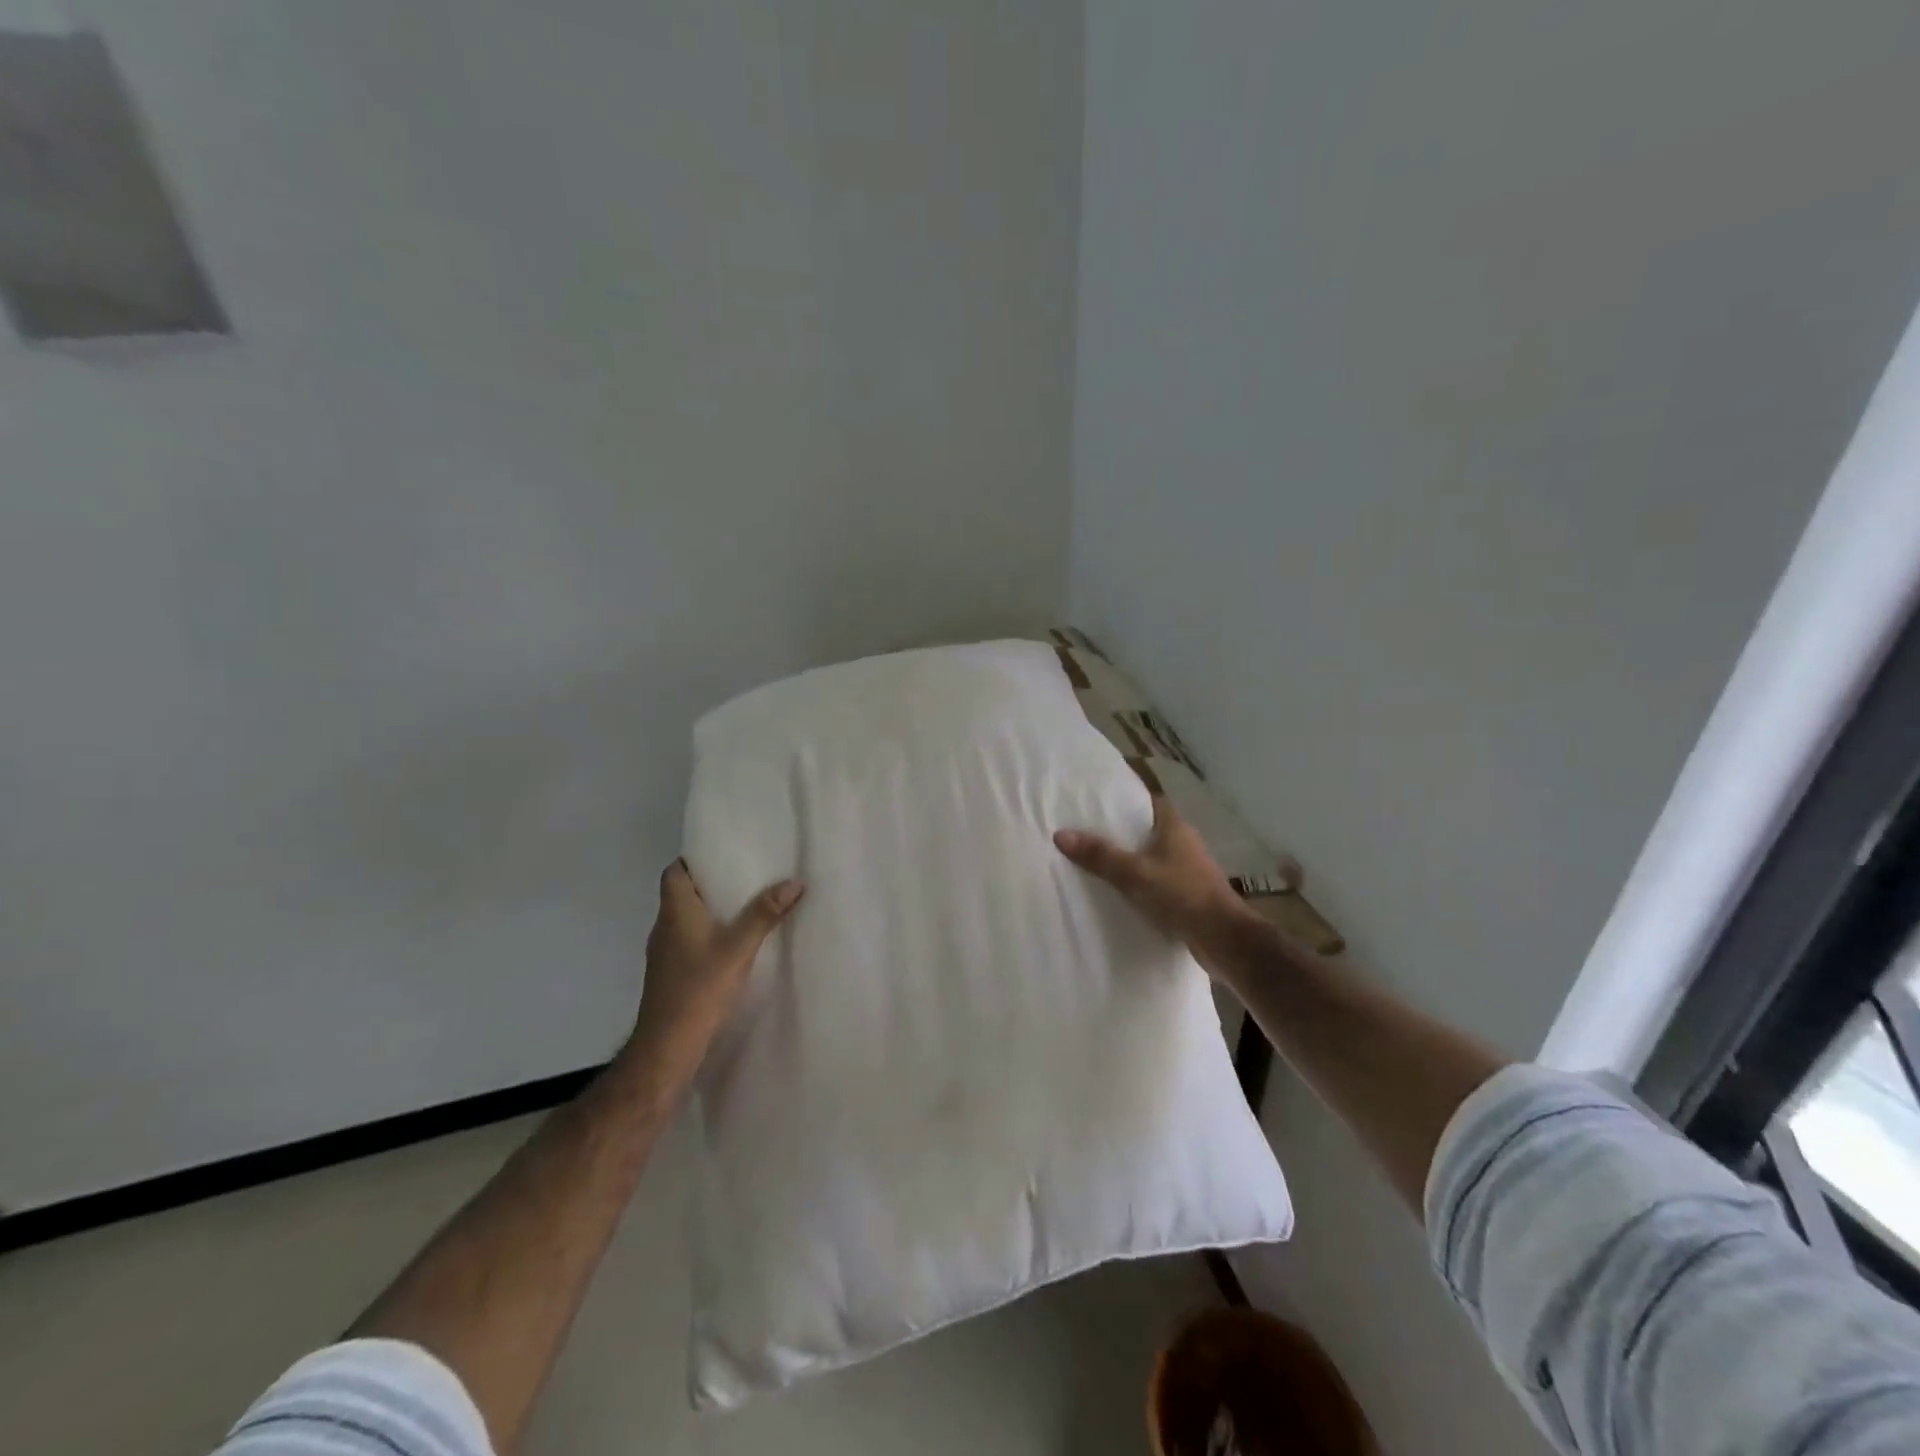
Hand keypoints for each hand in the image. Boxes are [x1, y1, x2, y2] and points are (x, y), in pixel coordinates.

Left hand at [626, 860, 804, 1076]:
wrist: (668, 1046)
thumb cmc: (698, 988)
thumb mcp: (738, 948)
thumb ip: (764, 914)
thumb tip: (794, 882)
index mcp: (675, 912)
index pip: (674, 872)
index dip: (694, 859)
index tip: (724, 853)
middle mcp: (664, 927)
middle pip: (683, 893)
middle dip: (711, 883)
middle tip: (747, 874)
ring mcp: (665, 953)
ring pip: (687, 919)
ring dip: (711, 911)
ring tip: (746, 904)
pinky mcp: (671, 974)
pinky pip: (690, 941)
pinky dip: (709, 934)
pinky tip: (734, 943)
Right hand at [1054, 797, 1253, 975]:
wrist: (1224, 940)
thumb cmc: (1182, 895)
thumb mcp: (1135, 874)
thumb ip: (1100, 855)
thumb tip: (1061, 834)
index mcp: (1175, 827)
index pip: (1150, 801)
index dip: (1127, 800)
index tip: (1099, 804)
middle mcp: (1185, 843)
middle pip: (1150, 829)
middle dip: (1123, 832)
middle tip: (1089, 834)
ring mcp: (1190, 870)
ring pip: (1154, 857)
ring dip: (1133, 859)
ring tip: (1099, 863)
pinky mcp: (1190, 894)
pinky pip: (1159, 881)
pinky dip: (1142, 883)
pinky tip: (1122, 893)